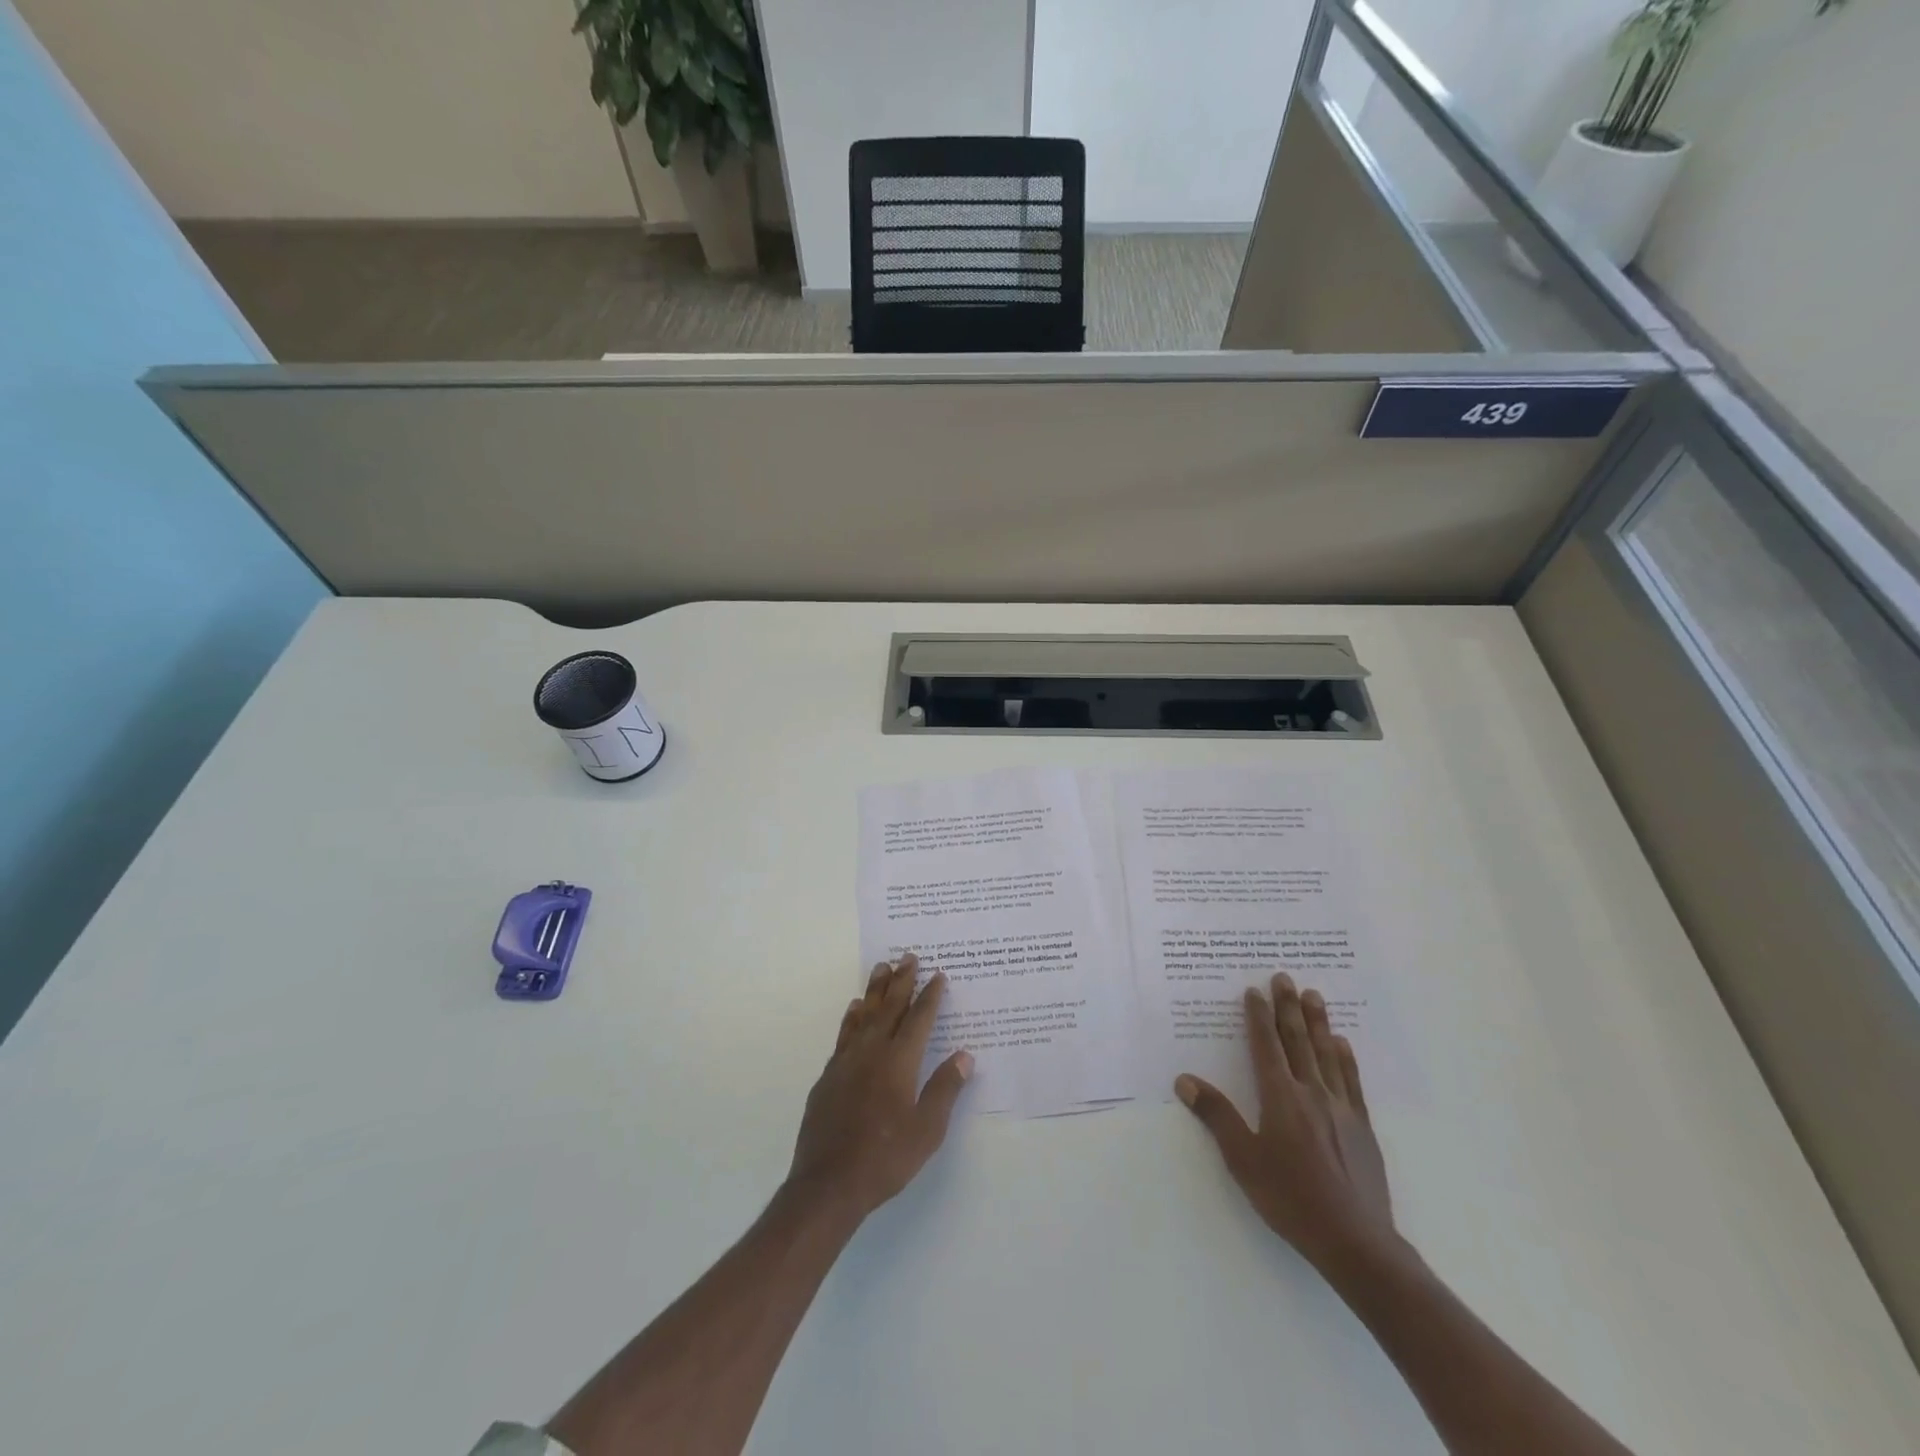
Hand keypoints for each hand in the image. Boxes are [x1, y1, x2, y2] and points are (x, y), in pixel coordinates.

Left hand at [787, 954, 973, 1220]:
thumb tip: (964, 1055)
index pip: (919, 1019)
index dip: (930, 996)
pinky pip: (844, 1034)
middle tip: (908, 956)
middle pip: (889, 1007)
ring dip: (874, 990)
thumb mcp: (927, 1130)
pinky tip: (854, 1010)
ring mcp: (846, 1062)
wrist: (828, 1184)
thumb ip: (945, 1089)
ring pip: (863, 1015)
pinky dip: (852, 1017)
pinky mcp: (828, 1076)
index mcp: (899, 1062)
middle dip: (901, 981)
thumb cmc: (885, 1158)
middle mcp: (872, 1052)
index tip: (938, 974)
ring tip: (881, 968)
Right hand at [1176, 972, 1395, 1273]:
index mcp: (1280, 1097)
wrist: (1355, 1241)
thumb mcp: (1243, 1160)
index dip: (1259, 1017)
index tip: (1255, 990)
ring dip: (1318, 1022)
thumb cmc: (1291, 1199)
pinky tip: (1343, 1043)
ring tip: (1314, 995)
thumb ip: (1217, 1116)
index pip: (1266, 1046)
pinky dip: (1345, 1058)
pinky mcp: (1362, 1127)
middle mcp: (1311, 1093)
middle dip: (1289, 1007)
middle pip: (1298, 1041)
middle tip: (1285, 977)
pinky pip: (1351, 1081)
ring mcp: (1341, 1108)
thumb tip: (1185, 1080)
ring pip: (1327, 1054)